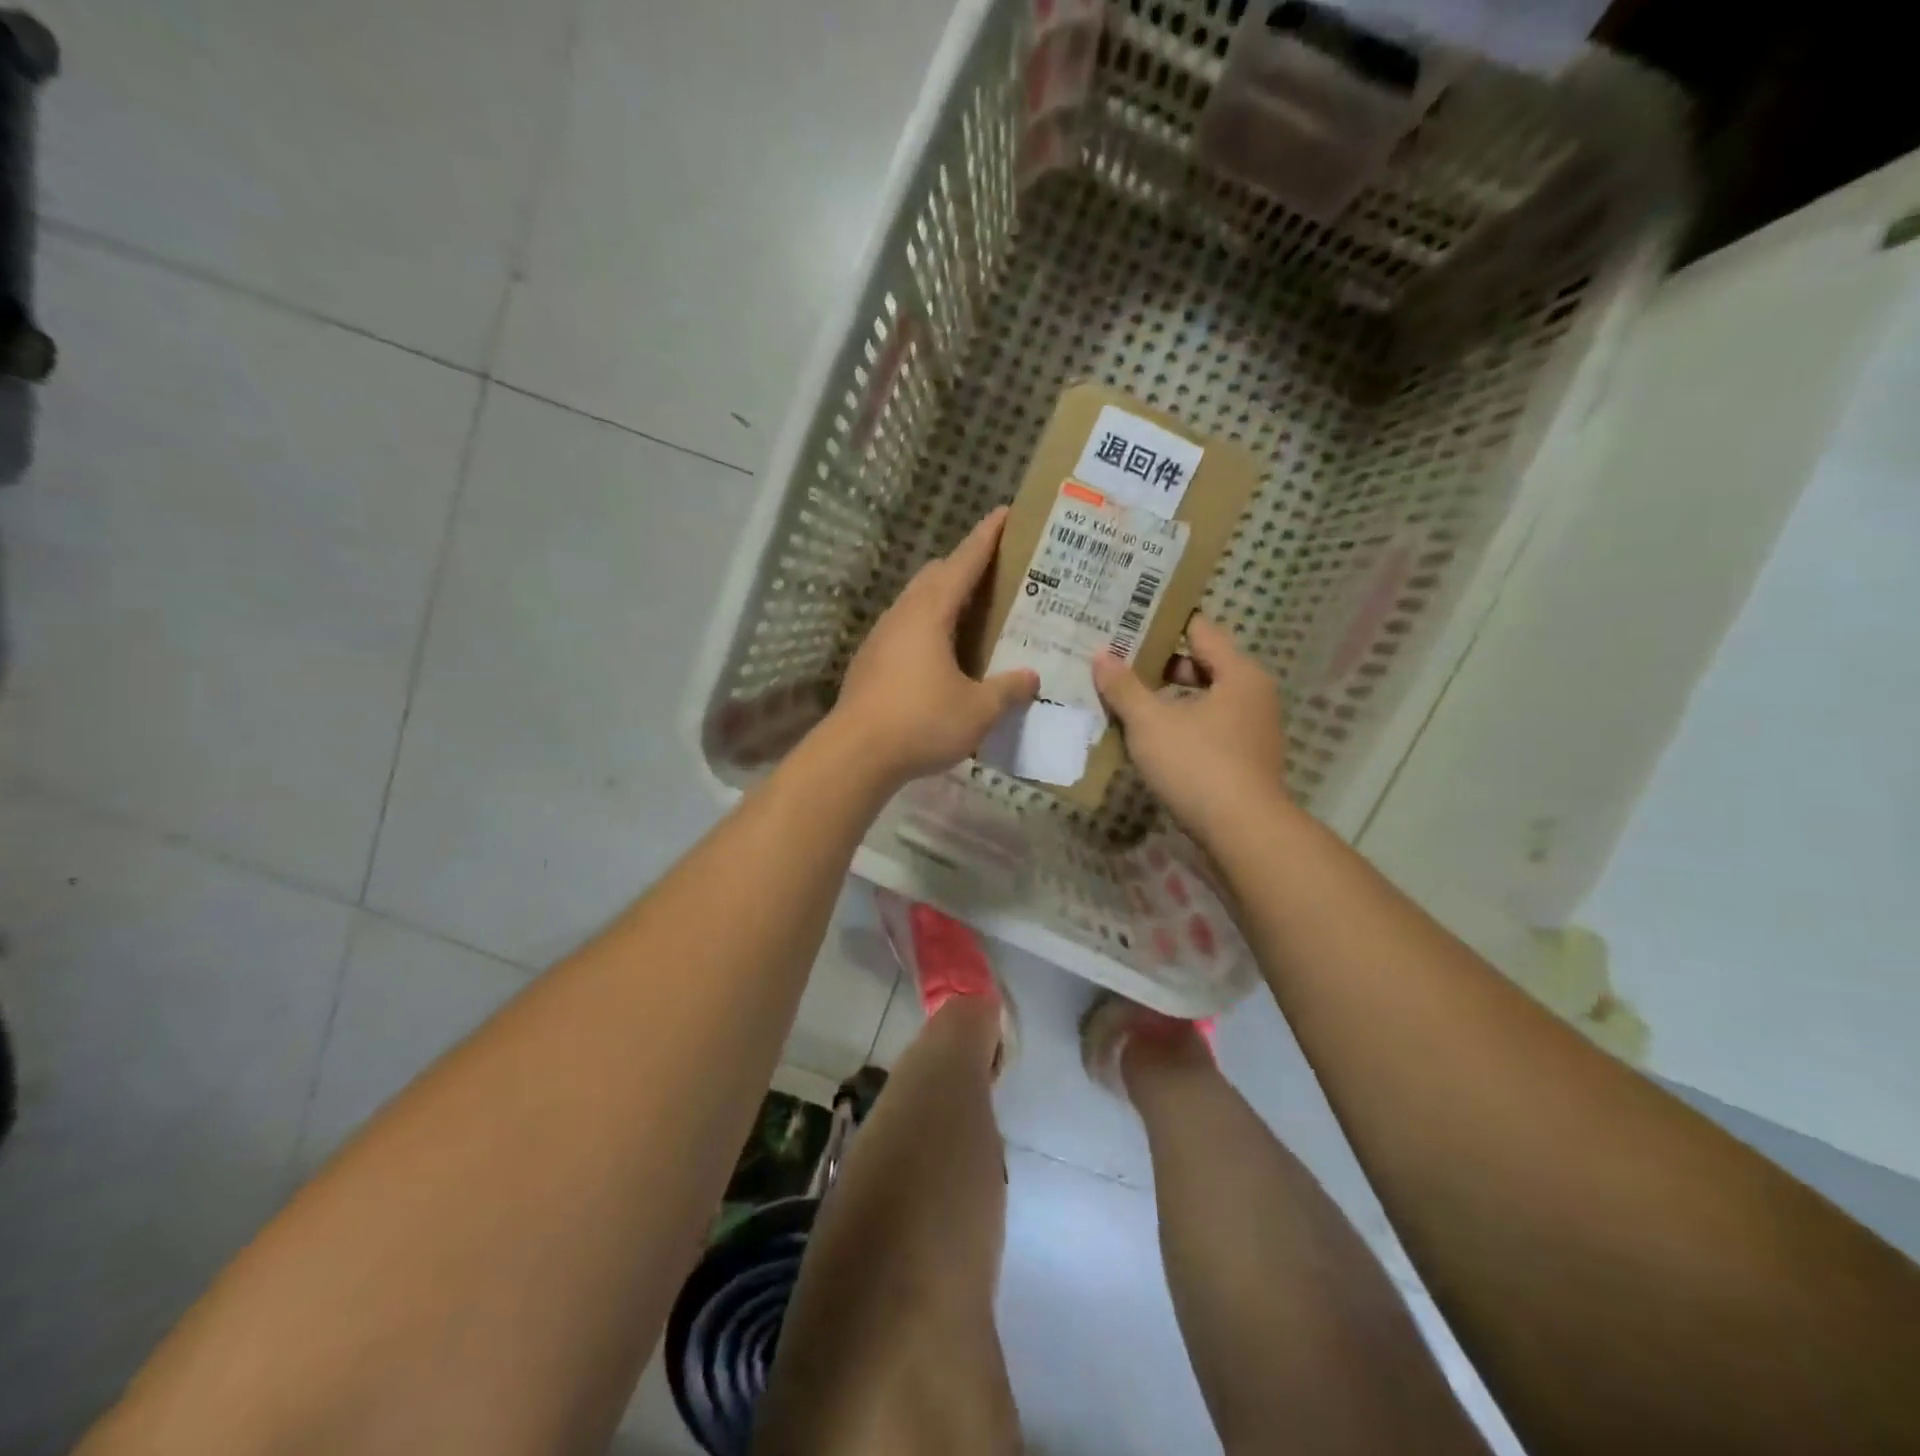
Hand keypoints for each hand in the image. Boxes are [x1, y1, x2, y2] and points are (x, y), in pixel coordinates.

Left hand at [826, 507, 1038, 785]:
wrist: (855, 755)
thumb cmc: (921, 722)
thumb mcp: (978, 710)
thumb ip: (1008, 690)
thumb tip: (1032, 677)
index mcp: (930, 613)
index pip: (963, 562)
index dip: (986, 538)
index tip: (1004, 513)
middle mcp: (902, 615)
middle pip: (935, 576)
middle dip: (965, 566)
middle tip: (998, 574)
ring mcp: (881, 638)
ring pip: (917, 603)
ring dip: (944, 600)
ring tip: (974, 615)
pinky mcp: (871, 663)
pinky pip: (906, 630)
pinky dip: (929, 628)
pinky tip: (944, 656)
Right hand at [1091, 615, 1288, 838]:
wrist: (1243, 833)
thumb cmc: (1198, 764)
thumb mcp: (1150, 723)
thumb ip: (1124, 687)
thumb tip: (1101, 655)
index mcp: (1239, 673)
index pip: (1200, 631)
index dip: (1163, 624)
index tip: (1129, 621)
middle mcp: (1253, 695)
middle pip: (1202, 666)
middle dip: (1159, 666)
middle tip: (1117, 662)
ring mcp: (1252, 731)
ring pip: (1202, 702)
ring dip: (1167, 701)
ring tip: (1124, 701)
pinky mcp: (1244, 761)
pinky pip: (1207, 730)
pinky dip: (1179, 727)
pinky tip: (1147, 739)